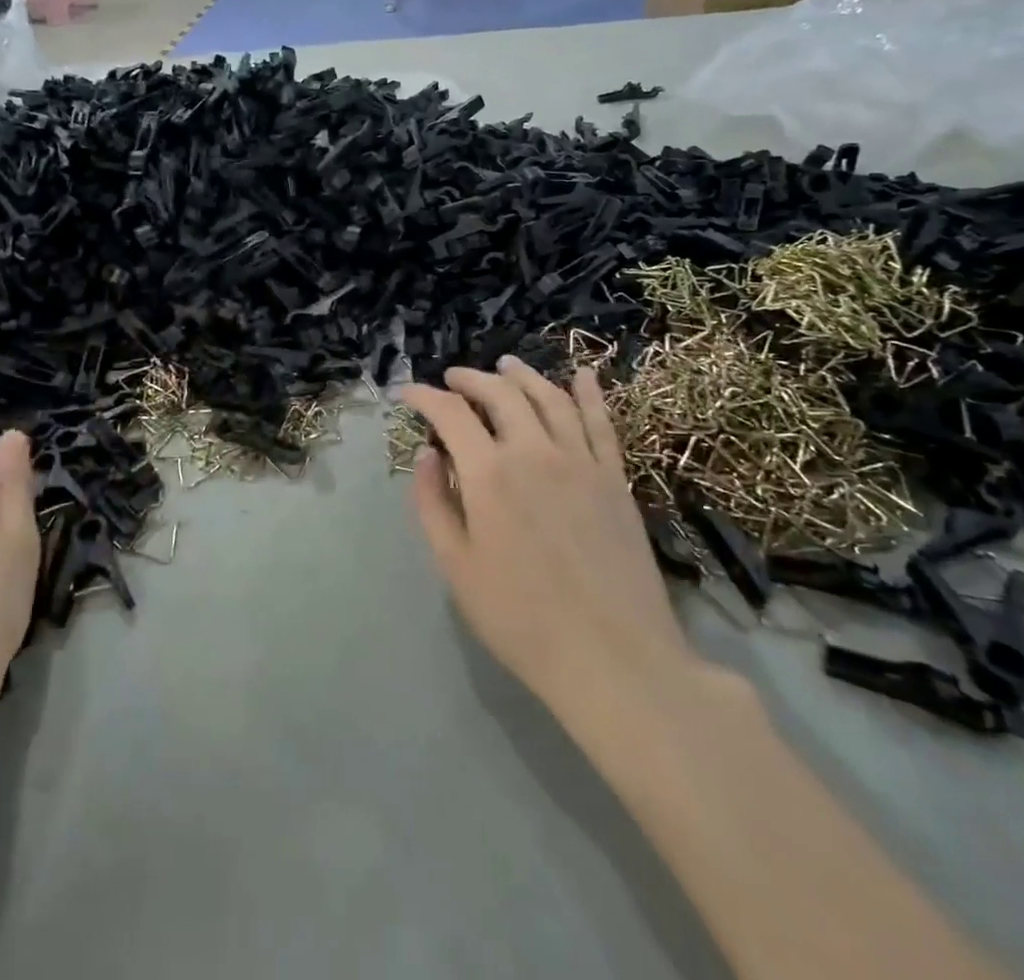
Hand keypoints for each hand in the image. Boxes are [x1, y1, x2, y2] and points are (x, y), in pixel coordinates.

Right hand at [400, 358, 694, 719]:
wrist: (613, 658)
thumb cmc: (520, 619)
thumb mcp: (456, 566)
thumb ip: (433, 503)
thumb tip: (427, 455)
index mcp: (489, 474)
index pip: (450, 413)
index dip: (425, 396)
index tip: (408, 394)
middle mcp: (534, 451)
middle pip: (500, 394)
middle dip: (470, 378)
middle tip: (452, 378)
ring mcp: (581, 461)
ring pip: (549, 397)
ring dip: (523, 375)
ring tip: (505, 365)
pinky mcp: (615, 478)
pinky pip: (602, 422)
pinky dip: (589, 393)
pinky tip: (582, 374)